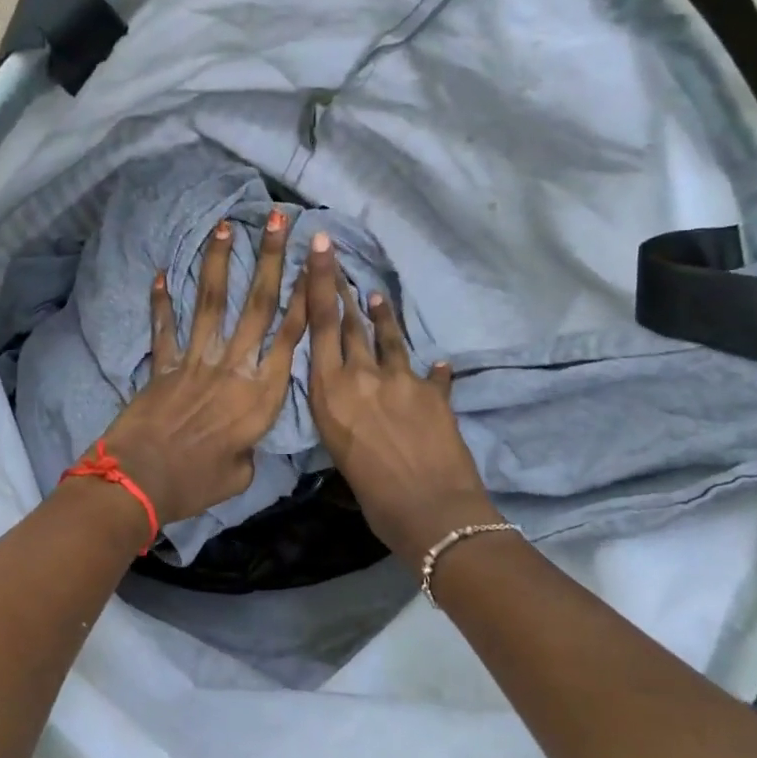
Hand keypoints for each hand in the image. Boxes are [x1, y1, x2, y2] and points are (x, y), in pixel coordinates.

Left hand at [99, 209, 308, 528]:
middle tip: (280, 220)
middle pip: (257, 305)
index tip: (315, 261)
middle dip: (272, 259)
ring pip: (212, 303)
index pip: (291, 336)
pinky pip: (164, 328)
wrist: (139, 482)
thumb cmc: (196, 483)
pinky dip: (161, 302)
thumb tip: (241, 438)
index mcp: (261, 394)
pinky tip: (161, 273)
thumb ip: (248, 447)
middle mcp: (233, 367)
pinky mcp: (162, 366)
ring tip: (226, 225)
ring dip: (219, 262)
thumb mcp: (241, 474)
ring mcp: (195, 362)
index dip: (305, 296)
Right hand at [302, 234, 498, 561]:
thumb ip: (341, 417)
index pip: (321, 326)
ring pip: (388, 338)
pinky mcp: (434, 393)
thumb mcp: (338, 453)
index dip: (318, 283)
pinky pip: (431, 374)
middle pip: (351, 324)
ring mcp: (401, 380)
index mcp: (330, 392)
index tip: (319, 246)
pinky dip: (432, 370)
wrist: (430, 511)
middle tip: (337, 261)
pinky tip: (438, 364)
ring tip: (376, 295)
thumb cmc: (372, 496)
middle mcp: (362, 376)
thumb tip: (350, 406)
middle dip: (342, 290)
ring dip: (382, 315)